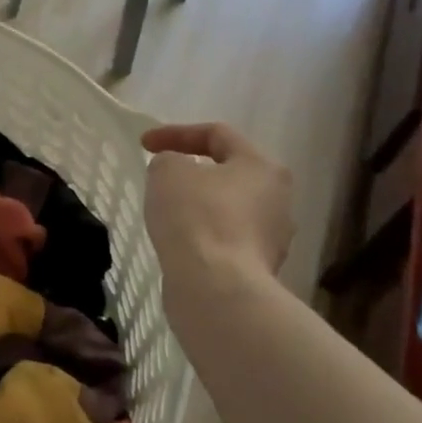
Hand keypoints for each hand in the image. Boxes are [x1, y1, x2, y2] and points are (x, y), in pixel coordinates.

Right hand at [142, 124, 293, 308]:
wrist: (217, 289)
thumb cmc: (196, 217)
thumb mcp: (168, 171)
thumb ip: (169, 160)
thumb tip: (177, 173)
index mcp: (262, 167)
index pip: (217, 134)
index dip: (176, 132)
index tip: (143, 144)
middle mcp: (277, 200)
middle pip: (229, 173)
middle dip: (193, 171)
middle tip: (161, 178)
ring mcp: (271, 239)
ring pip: (228, 210)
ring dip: (197, 206)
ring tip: (166, 213)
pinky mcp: (258, 270)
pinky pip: (225, 240)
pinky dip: (201, 236)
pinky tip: (178, 243)